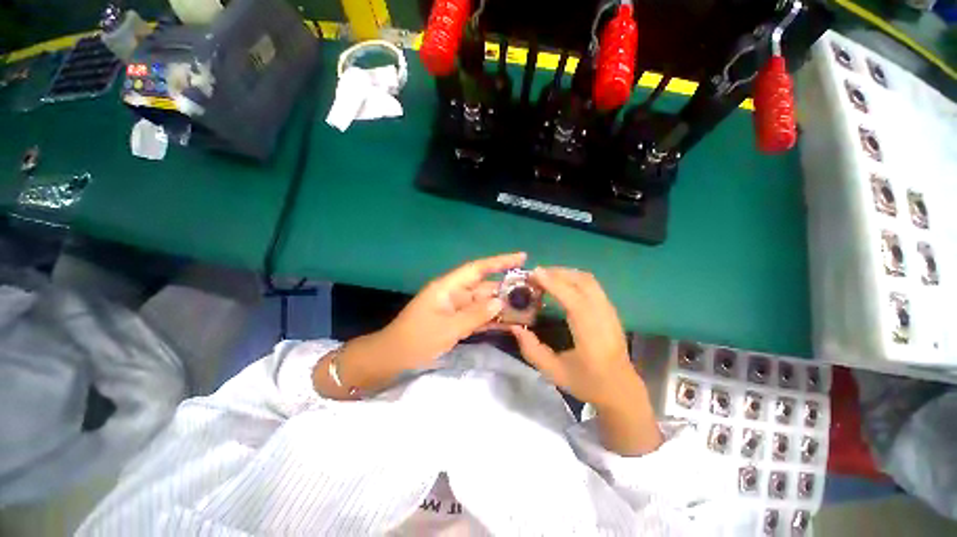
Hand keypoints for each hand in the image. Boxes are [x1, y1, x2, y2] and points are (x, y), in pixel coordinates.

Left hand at [378, 252, 525, 370]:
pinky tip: (511, 324)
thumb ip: (475, 315)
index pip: (478, 268)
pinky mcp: (457, 321)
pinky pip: (479, 317)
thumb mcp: (447, 328)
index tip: (521, 257)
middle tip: (533, 291)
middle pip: (485, 286)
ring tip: (528, 308)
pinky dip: (492, 320)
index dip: (500, 261)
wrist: (394, 357)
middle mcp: (455, 294)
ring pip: (484, 303)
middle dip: (507, 288)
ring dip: (503, 306)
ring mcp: (457, 308)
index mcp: (449, 287)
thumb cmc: (417, 339)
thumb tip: (500, 303)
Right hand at [509, 267, 640, 409]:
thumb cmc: (587, 383)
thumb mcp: (554, 372)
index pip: (574, 300)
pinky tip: (561, 284)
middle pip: (583, 283)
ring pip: (589, 281)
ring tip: (545, 276)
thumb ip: (531, 349)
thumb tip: (515, 327)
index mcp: (591, 336)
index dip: (554, 284)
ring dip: (566, 273)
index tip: (534, 273)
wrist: (622, 390)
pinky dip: (574, 278)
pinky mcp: (611, 310)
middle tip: (535, 275)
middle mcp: (604, 318)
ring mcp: (610, 312)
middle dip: (557, 273)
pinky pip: (592, 285)